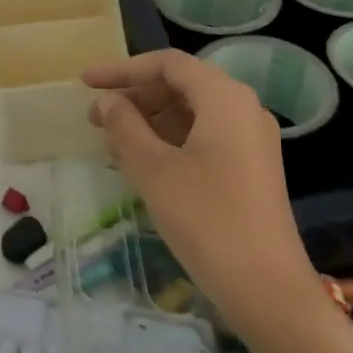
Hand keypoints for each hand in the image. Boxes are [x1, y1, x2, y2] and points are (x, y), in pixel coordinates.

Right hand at [83, 50, 319, 339]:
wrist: (267, 288)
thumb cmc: (206, 219)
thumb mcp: (153, 169)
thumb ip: (125, 127)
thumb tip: (107, 102)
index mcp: (224, 97)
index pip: (167, 64)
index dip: (122, 70)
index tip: (85, 84)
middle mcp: (243, 108)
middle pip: (182, 84)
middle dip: (135, 96)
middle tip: (95, 117)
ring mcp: (252, 139)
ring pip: (192, 111)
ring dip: (150, 119)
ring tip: (112, 140)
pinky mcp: (252, 166)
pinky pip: (205, 135)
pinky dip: (171, 139)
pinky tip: (143, 161)